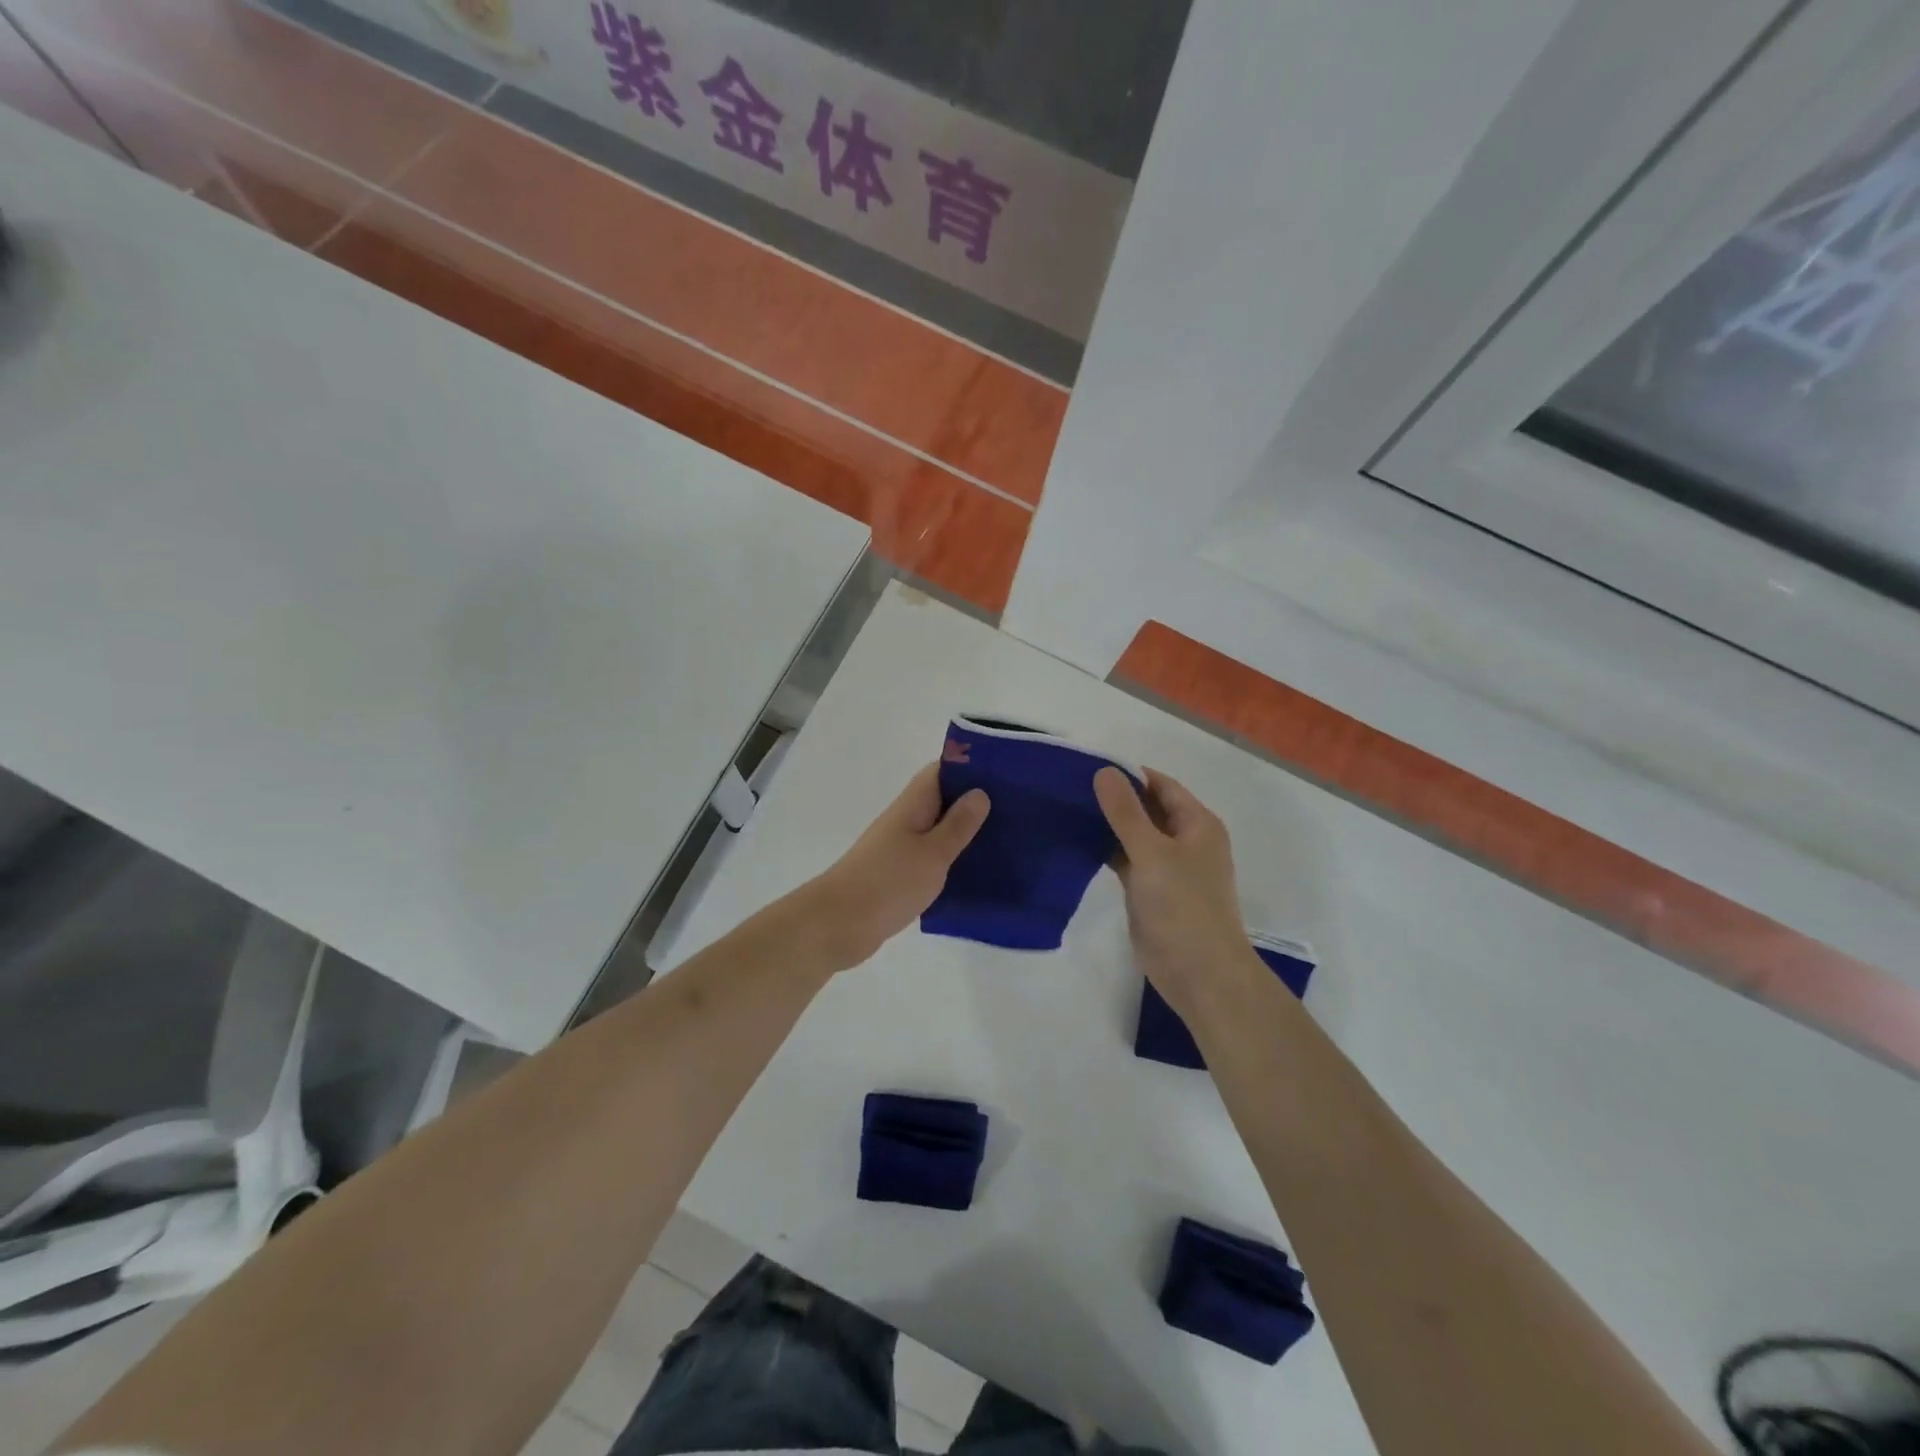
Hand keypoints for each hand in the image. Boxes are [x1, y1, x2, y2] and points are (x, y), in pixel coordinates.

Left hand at [802, 764, 988, 968]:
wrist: (838, 925)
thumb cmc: (888, 883)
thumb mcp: (933, 853)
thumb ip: (958, 825)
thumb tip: (980, 792)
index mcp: (913, 805)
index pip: (942, 771)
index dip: (971, 766)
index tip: (1006, 772)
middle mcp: (905, 819)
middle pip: (942, 799)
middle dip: (975, 801)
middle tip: (1017, 809)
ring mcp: (900, 847)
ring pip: (938, 829)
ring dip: (965, 832)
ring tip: (1006, 839)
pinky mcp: (899, 874)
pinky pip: (932, 856)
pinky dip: (952, 858)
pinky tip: (977, 871)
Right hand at [1094, 767, 1262, 1021]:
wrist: (1198, 972)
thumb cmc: (1182, 906)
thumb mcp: (1152, 852)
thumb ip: (1126, 812)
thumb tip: (1104, 771)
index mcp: (1197, 824)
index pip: (1161, 785)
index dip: (1129, 774)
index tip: (1088, 766)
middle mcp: (1185, 840)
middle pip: (1147, 808)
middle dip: (1114, 798)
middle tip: (1069, 786)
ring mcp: (1167, 867)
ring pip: (1135, 835)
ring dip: (1108, 824)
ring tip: (1067, 809)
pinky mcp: (1150, 890)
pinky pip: (1127, 859)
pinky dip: (1107, 850)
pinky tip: (1077, 842)